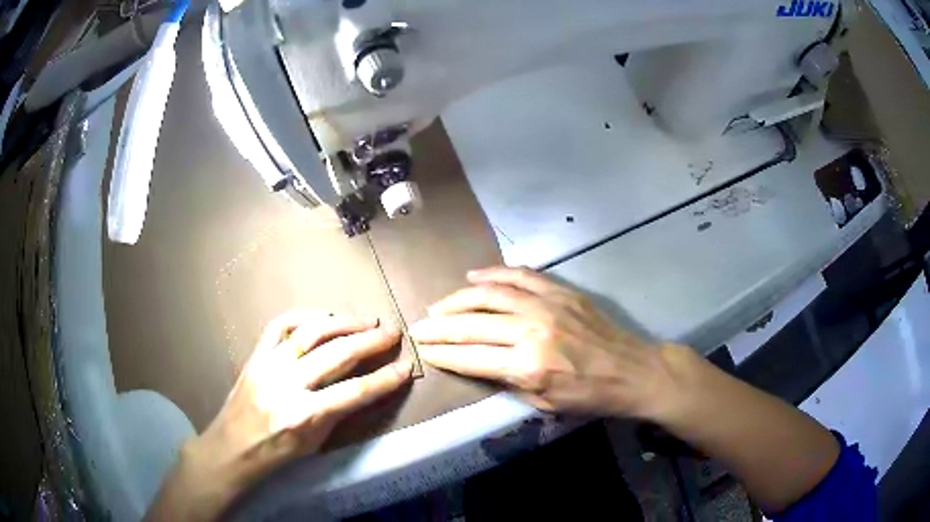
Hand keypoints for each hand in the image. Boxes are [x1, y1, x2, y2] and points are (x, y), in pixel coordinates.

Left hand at [146, 311, 412, 520]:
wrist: (233, 446)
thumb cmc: (278, 452)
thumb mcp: (315, 443)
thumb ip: (339, 412)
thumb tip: (366, 385)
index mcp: (303, 416)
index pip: (354, 392)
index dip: (384, 379)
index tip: (405, 367)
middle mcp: (286, 385)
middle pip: (336, 355)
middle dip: (370, 341)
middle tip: (392, 333)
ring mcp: (269, 364)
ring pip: (311, 332)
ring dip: (344, 323)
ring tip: (366, 320)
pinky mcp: (256, 353)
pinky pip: (281, 324)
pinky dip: (307, 316)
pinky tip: (326, 317)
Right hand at [410, 267, 683, 417]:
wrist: (634, 371)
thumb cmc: (590, 397)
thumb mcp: (543, 404)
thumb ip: (506, 381)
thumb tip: (475, 362)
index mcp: (527, 367)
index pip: (470, 357)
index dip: (442, 353)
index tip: (423, 349)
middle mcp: (531, 331)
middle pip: (472, 324)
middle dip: (439, 327)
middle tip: (418, 327)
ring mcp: (547, 306)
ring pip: (490, 294)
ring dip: (458, 299)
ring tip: (438, 305)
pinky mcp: (561, 292)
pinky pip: (520, 276)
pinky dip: (494, 274)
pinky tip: (474, 276)